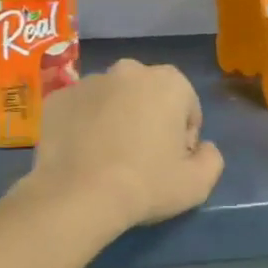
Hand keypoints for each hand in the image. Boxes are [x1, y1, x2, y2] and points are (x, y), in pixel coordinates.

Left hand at [25, 58, 224, 229]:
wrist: (77, 197)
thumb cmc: (146, 185)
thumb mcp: (198, 183)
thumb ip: (212, 158)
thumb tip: (203, 148)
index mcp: (169, 81)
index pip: (187, 107)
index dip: (183, 137)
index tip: (172, 162)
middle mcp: (129, 70)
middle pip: (149, 96)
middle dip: (149, 119)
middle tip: (141, 159)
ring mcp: (88, 81)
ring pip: (112, 99)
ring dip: (115, 119)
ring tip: (108, 159)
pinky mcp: (56, 98)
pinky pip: (80, 110)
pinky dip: (84, 125)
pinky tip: (83, 155)